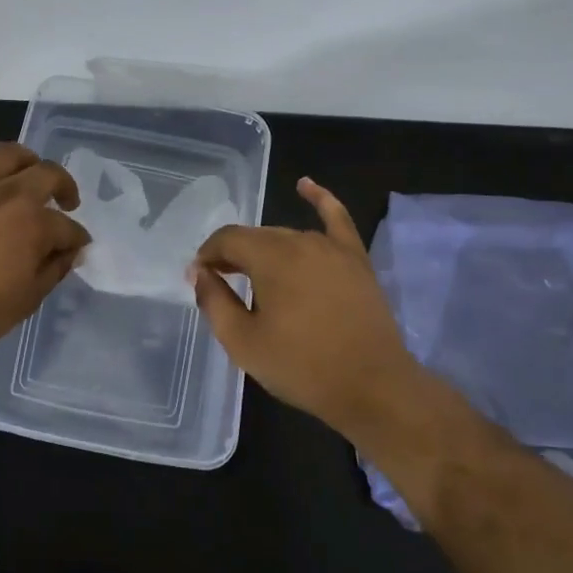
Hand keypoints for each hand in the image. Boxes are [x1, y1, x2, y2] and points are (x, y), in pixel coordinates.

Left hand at [0, 142, 90, 361]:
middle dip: (65, 186)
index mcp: (34, 224)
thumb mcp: (28, 300)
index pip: (68, 228)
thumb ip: (54, 270)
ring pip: (5, 153)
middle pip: (47, 174)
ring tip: (28, 175)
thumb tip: (69, 252)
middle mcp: (8, 196)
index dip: (76, 239)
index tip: (76, 250)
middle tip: (66, 203)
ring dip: (25, 159)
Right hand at [190, 177, 420, 435]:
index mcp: (270, 257)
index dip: (207, 256)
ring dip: (265, 251)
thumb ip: (214, 301)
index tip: (199, 280)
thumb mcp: (243, 342)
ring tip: (254, 276)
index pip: (227, 239)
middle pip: (256, 238)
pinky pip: (336, 218)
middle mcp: (300, 241)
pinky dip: (320, 199)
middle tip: (222, 284)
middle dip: (233, 255)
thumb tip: (199, 272)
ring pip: (287, 237)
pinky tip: (305, 185)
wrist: (373, 387)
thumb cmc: (302, 367)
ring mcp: (332, 247)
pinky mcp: (355, 259)